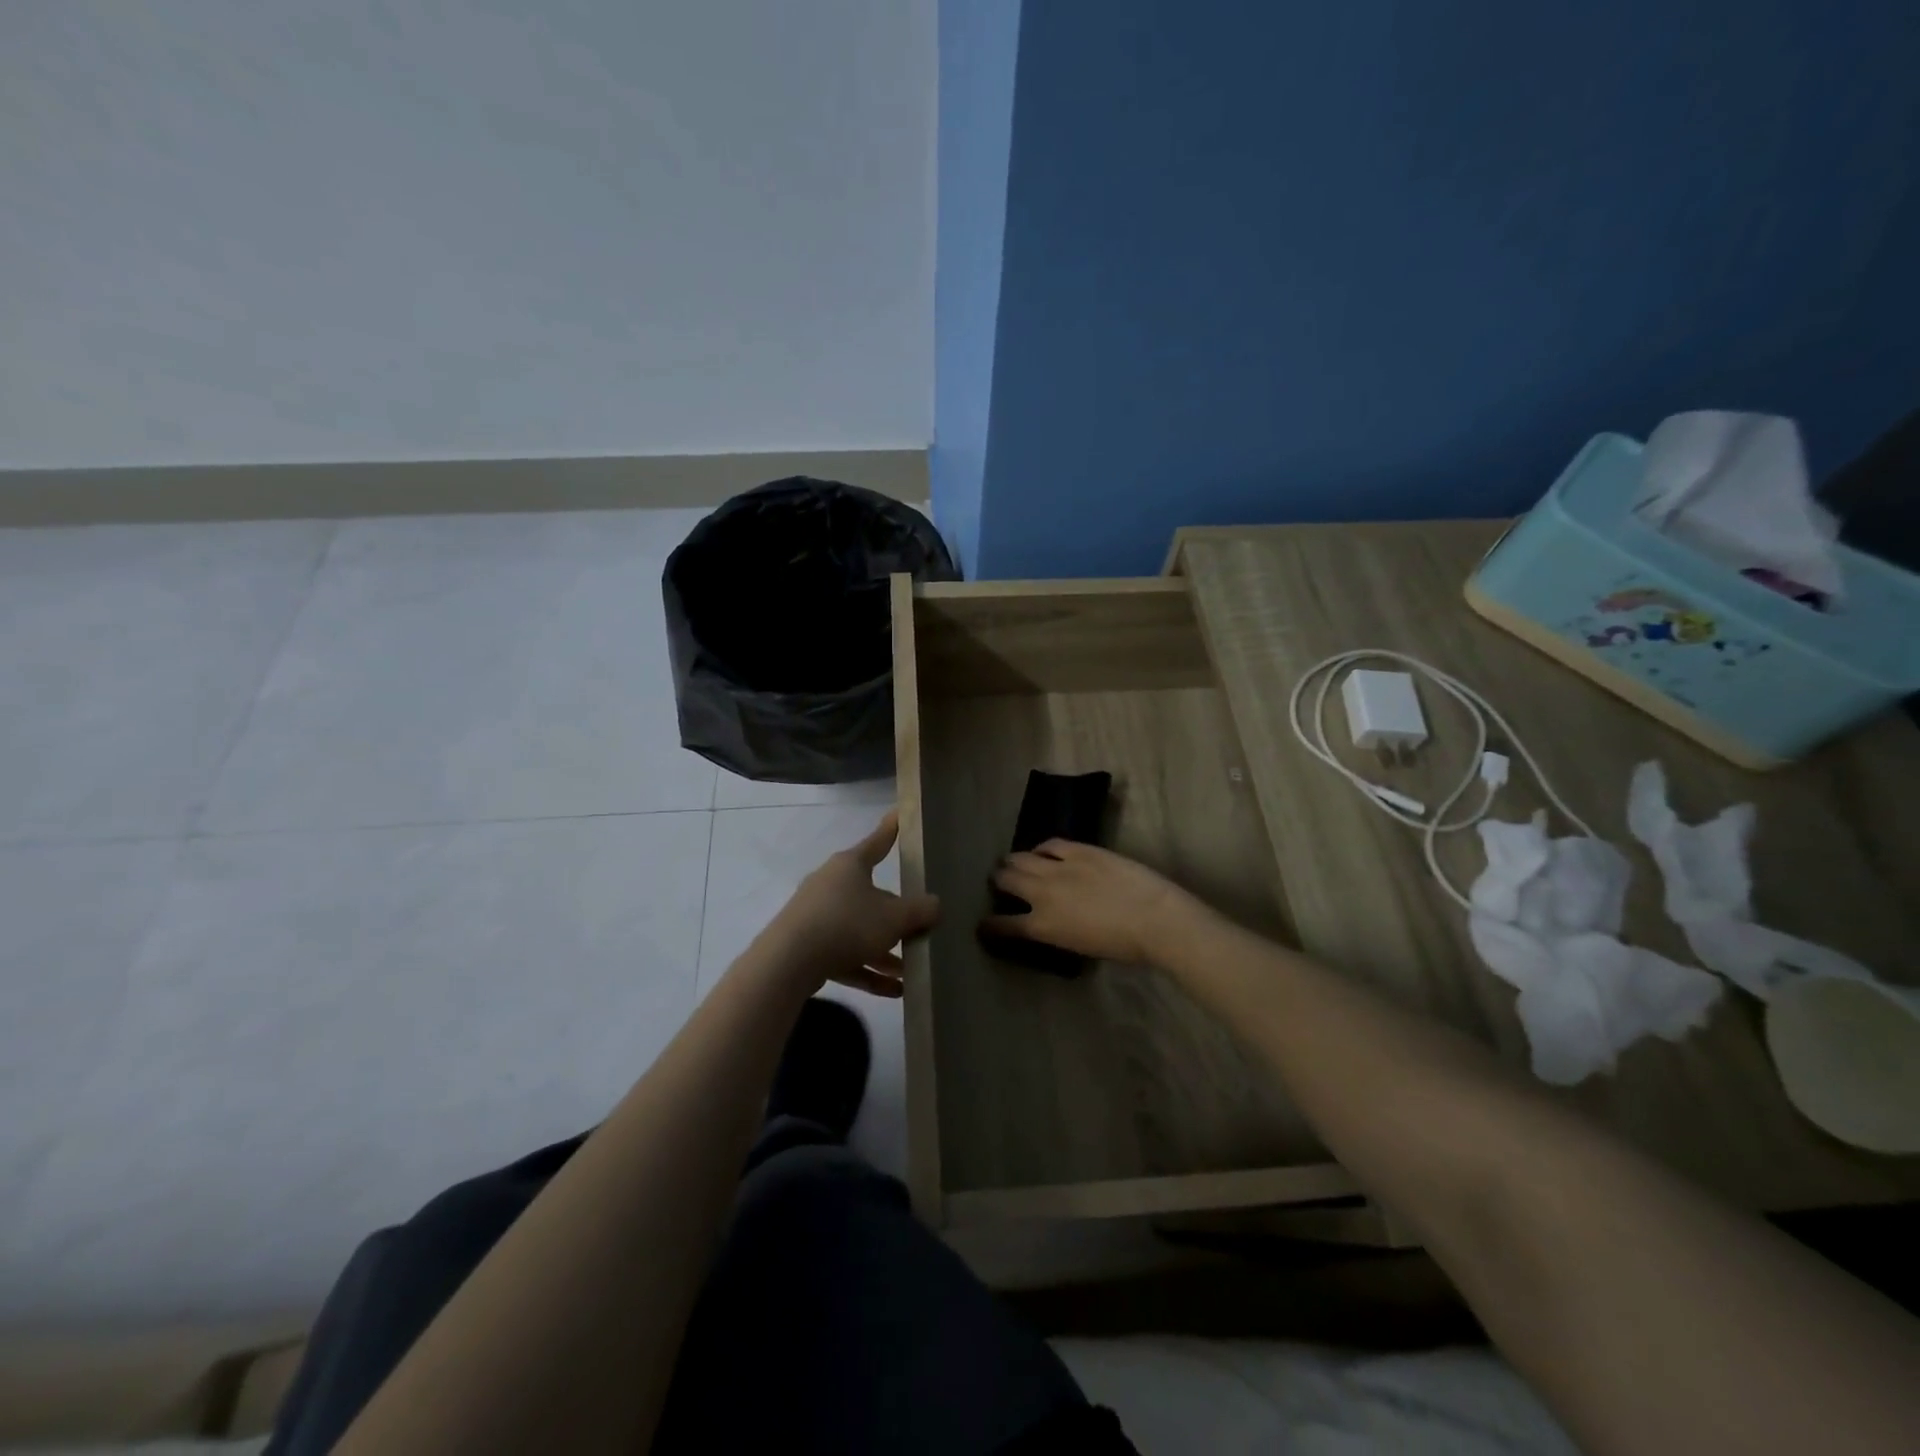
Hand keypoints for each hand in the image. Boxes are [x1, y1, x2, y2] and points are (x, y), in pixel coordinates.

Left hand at [764, 812, 940, 997]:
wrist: (789, 961)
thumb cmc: (847, 924)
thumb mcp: (894, 917)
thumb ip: (919, 911)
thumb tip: (935, 905)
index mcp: (850, 866)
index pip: (877, 842)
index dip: (891, 830)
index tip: (899, 814)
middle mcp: (831, 885)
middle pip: (871, 895)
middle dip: (896, 915)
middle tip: (920, 926)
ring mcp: (817, 916)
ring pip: (859, 930)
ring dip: (885, 951)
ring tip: (911, 970)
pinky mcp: (808, 947)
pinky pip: (846, 955)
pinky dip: (868, 970)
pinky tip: (894, 991)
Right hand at [983, 840, 1203, 965]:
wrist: (1154, 918)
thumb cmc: (1122, 946)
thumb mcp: (1078, 948)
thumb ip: (1055, 933)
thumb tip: (1046, 923)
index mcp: (1042, 926)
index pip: (1003, 925)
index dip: (989, 925)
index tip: (984, 925)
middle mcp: (1042, 893)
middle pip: (1006, 880)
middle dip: (998, 881)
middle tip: (999, 881)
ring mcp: (1059, 867)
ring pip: (1021, 857)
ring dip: (1013, 861)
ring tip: (1013, 862)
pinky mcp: (1079, 849)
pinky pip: (1050, 843)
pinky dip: (1042, 848)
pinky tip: (1043, 851)